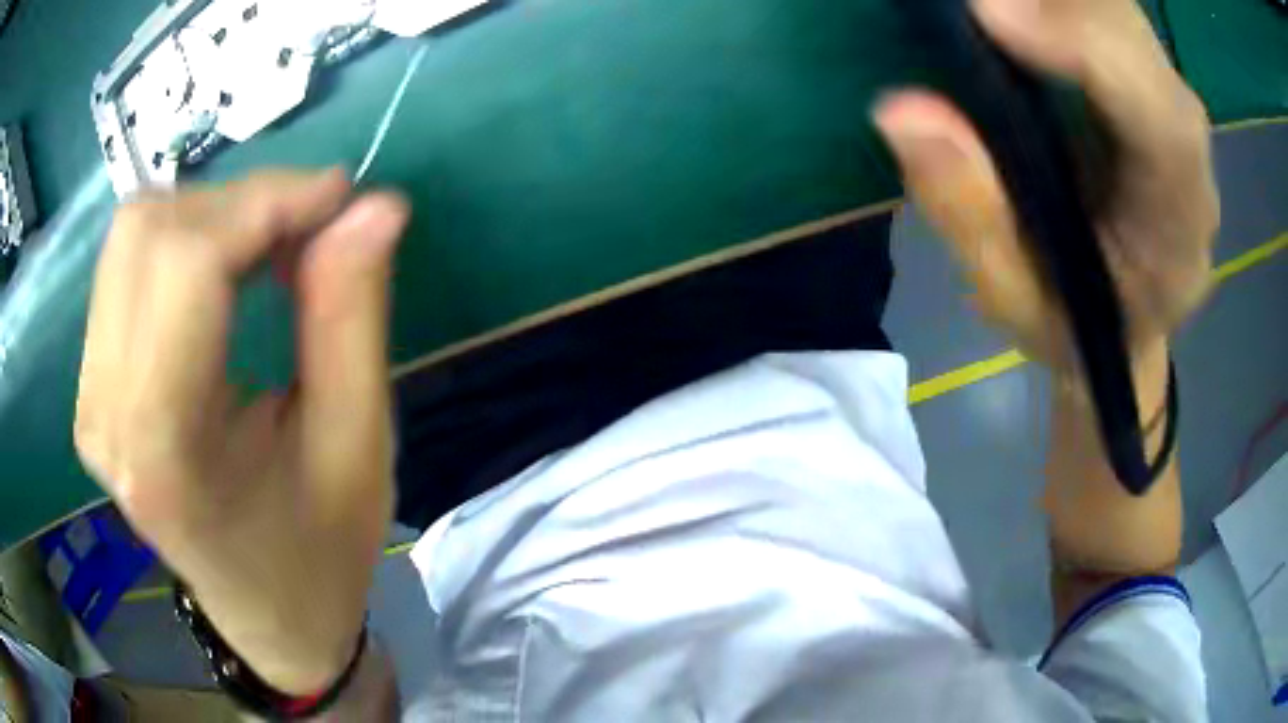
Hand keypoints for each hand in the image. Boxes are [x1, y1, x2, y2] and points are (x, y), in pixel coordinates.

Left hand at [74, 169, 409, 694]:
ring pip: (133, 235)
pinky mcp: (91, 384)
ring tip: (270, 253)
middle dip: (240, 204)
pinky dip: (186, 240)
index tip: (339, 199)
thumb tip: (374, 205)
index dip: (264, 204)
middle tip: (309, 231)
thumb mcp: (357, 445)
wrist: (266, 612)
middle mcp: (106, 414)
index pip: (186, 264)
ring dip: (213, 218)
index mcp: (165, 452)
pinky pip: (127, 264)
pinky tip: (227, 273)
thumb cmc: (318, 550)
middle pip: (149, 233)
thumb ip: (351, 316)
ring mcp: (89, 397)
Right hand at [874, 0, 1218, 371]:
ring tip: (983, 8)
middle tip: (969, 3)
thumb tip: (899, 111)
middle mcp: (1190, 155)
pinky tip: (1012, 8)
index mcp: (1177, 228)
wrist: (1125, 318)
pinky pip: (1105, 12)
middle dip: (1057, 5)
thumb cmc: (1074, 324)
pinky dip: (1055, 1)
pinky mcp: (1146, 77)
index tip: (989, 14)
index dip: (1090, 53)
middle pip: (1140, 43)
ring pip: (1120, 13)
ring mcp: (1171, 105)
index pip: (1164, 125)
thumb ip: (967, 212)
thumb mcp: (1012, 297)